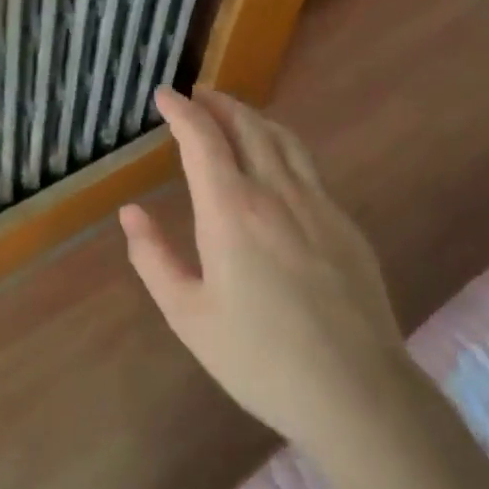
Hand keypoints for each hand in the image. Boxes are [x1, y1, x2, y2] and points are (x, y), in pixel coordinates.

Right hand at [120, 86, 409, 445]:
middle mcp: (276, 193)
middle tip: (198, 94)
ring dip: (253, 117)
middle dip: (219, 103)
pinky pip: (308, 167)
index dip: (181, 110)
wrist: (358, 394)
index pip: (202, 138)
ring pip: (284, 140)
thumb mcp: (188, 315)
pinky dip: (282, 146)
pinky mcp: (346, 226)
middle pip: (247, 126)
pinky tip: (276, 165)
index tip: (164, 95)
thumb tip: (130, 213)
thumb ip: (153, 258)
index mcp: (231, 210)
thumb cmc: (259, 357)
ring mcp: (318, 206)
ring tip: (234, 115)